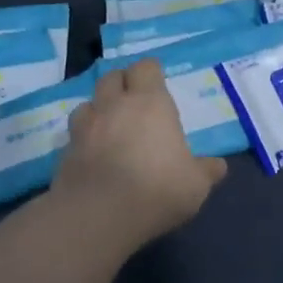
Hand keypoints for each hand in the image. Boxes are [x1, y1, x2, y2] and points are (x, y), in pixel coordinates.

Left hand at [52, 59, 227, 248]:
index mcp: (150, 102)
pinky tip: (93, 155)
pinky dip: (83, 139)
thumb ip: (206, 171)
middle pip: (112, 76)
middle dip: (122, 84)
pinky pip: (74, 134)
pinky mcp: (65, 151)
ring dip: (98, 109)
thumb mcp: (195, 184)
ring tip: (109, 127)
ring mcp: (85, 126)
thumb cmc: (157, 189)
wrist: (98, 215)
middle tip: (133, 102)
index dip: (151, 73)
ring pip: (88, 102)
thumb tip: (217, 166)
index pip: (146, 68)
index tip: (158, 85)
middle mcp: (114, 105)